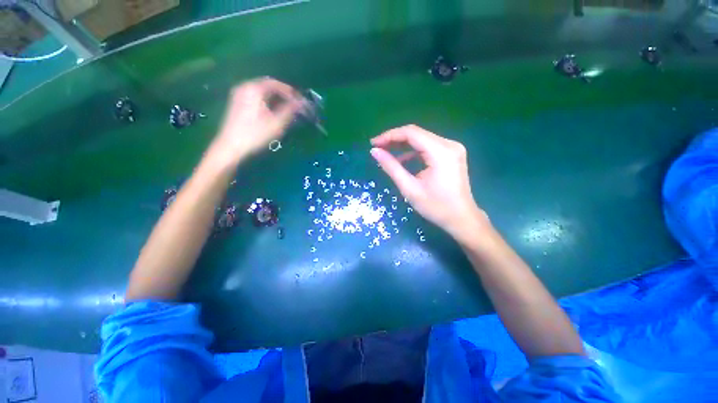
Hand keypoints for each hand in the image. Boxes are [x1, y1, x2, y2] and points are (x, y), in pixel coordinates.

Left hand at [207, 77, 304, 166]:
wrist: (231, 147)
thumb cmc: (255, 135)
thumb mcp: (276, 123)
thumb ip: (290, 111)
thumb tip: (302, 103)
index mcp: (254, 89)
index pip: (276, 84)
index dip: (291, 92)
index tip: (301, 101)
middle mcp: (245, 87)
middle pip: (268, 86)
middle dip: (284, 95)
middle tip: (296, 105)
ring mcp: (239, 95)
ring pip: (262, 92)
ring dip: (276, 99)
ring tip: (288, 110)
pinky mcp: (238, 104)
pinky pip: (256, 97)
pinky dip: (268, 102)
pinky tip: (274, 112)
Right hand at [370, 125, 488, 242]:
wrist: (461, 219)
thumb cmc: (436, 207)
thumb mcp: (410, 188)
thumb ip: (391, 167)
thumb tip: (374, 152)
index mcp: (441, 152)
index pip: (411, 133)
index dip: (389, 136)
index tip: (373, 143)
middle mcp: (449, 144)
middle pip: (417, 134)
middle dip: (394, 139)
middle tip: (377, 148)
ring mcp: (452, 148)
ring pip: (421, 139)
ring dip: (403, 145)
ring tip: (386, 152)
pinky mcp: (451, 154)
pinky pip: (428, 147)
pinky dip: (413, 152)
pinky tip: (402, 159)